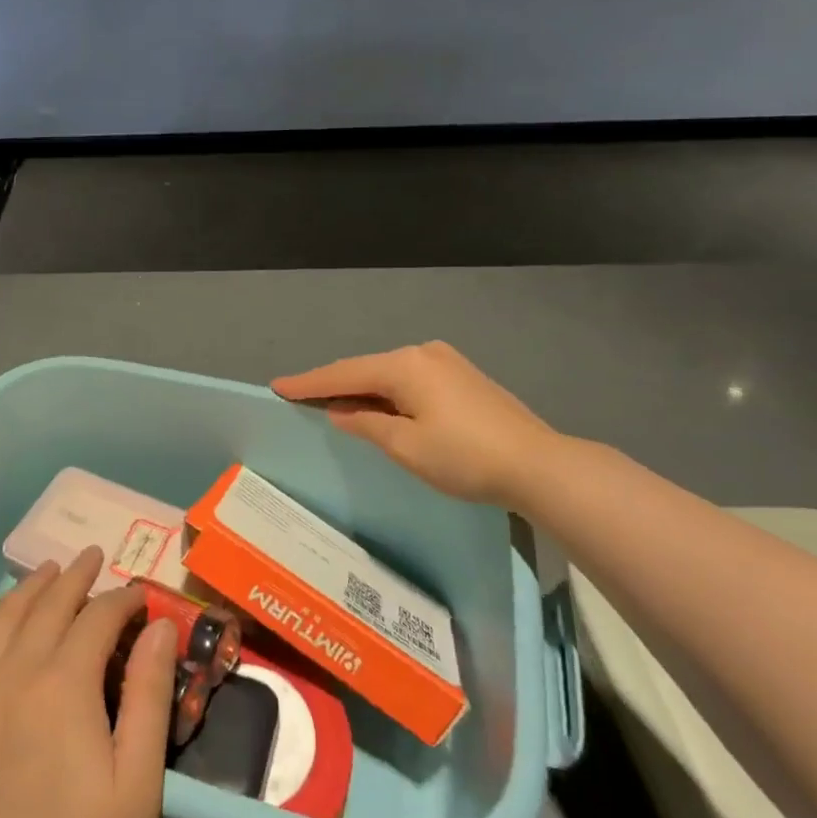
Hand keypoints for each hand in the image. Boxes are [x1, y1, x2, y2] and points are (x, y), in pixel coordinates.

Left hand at [0, 546, 178, 817]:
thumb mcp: (140, 781)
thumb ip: (151, 694)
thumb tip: (159, 623)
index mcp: (64, 687)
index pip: (97, 618)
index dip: (122, 599)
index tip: (139, 595)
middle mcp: (10, 677)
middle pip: (47, 608)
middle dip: (76, 578)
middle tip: (93, 559)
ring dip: (25, 590)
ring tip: (46, 572)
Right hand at [272, 341, 566, 508]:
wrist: (539, 464)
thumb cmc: (465, 457)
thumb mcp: (406, 446)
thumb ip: (367, 424)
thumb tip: (341, 411)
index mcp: (405, 365)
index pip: (345, 373)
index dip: (309, 383)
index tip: (277, 386)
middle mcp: (423, 353)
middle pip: (367, 369)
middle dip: (334, 384)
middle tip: (300, 396)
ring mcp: (446, 362)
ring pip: (389, 374)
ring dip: (362, 389)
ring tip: (333, 403)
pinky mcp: (462, 377)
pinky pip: (410, 380)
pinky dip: (388, 393)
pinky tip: (379, 405)